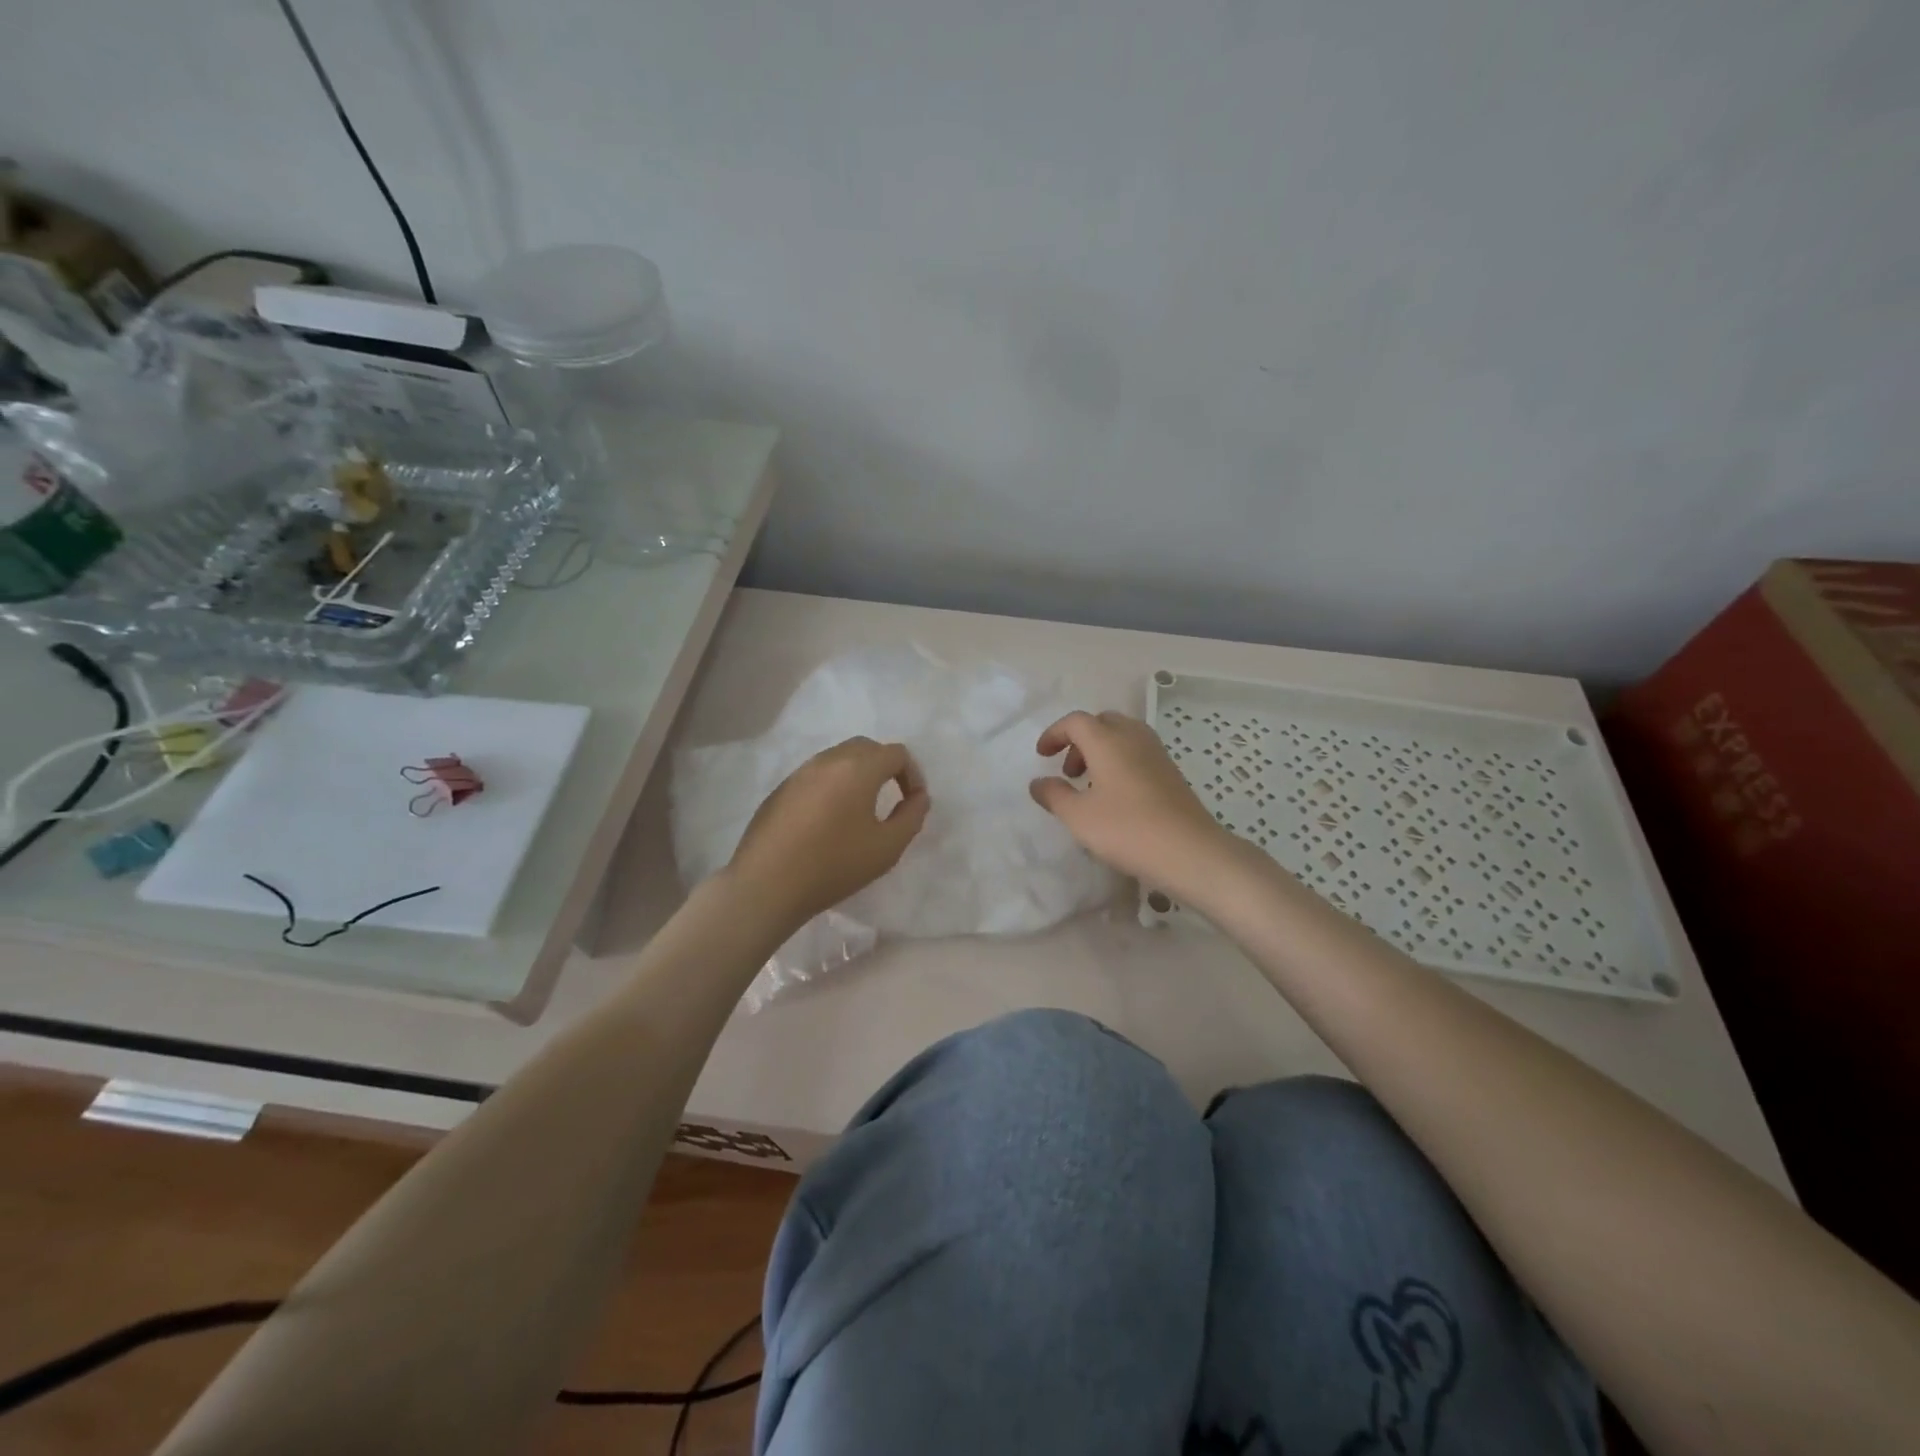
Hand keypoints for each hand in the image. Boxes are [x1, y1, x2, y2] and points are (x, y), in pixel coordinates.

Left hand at [726, 736, 929, 929]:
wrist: (767, 884)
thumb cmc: (834, 865)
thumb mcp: (887, 848)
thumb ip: (911, 817)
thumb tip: (918, 797)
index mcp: (858, 768)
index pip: (896, 753)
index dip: (913, 774)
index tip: (913, 802)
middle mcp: (828, 760)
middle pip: (866, 748)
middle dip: (886, 766)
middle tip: (892, 796)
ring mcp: (800, 772)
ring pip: (838, 758)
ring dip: (858, 774)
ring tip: (862, 808)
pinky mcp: (781, 789)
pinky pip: (816, 775)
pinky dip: (833, 785)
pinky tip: (829, 820)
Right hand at [1029, 710, 1233, 891]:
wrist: (1189, 851)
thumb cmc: (1126, 829)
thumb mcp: (1078, 816)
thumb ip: (1054, 795)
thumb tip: (1038, 783)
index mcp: (1108, 740)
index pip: (1075, 721)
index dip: (1055, 734)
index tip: (1042, 755)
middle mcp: (1133, 738)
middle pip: (1102, 722)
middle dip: (1079, 740)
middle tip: (1068, 770)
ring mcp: (1157, 754)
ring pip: (1122, 737)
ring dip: (1101, 751)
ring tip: (1090, 785)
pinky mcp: (1171, 773)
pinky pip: (1138, 753)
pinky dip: (1120, 762)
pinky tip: (1116, 796)